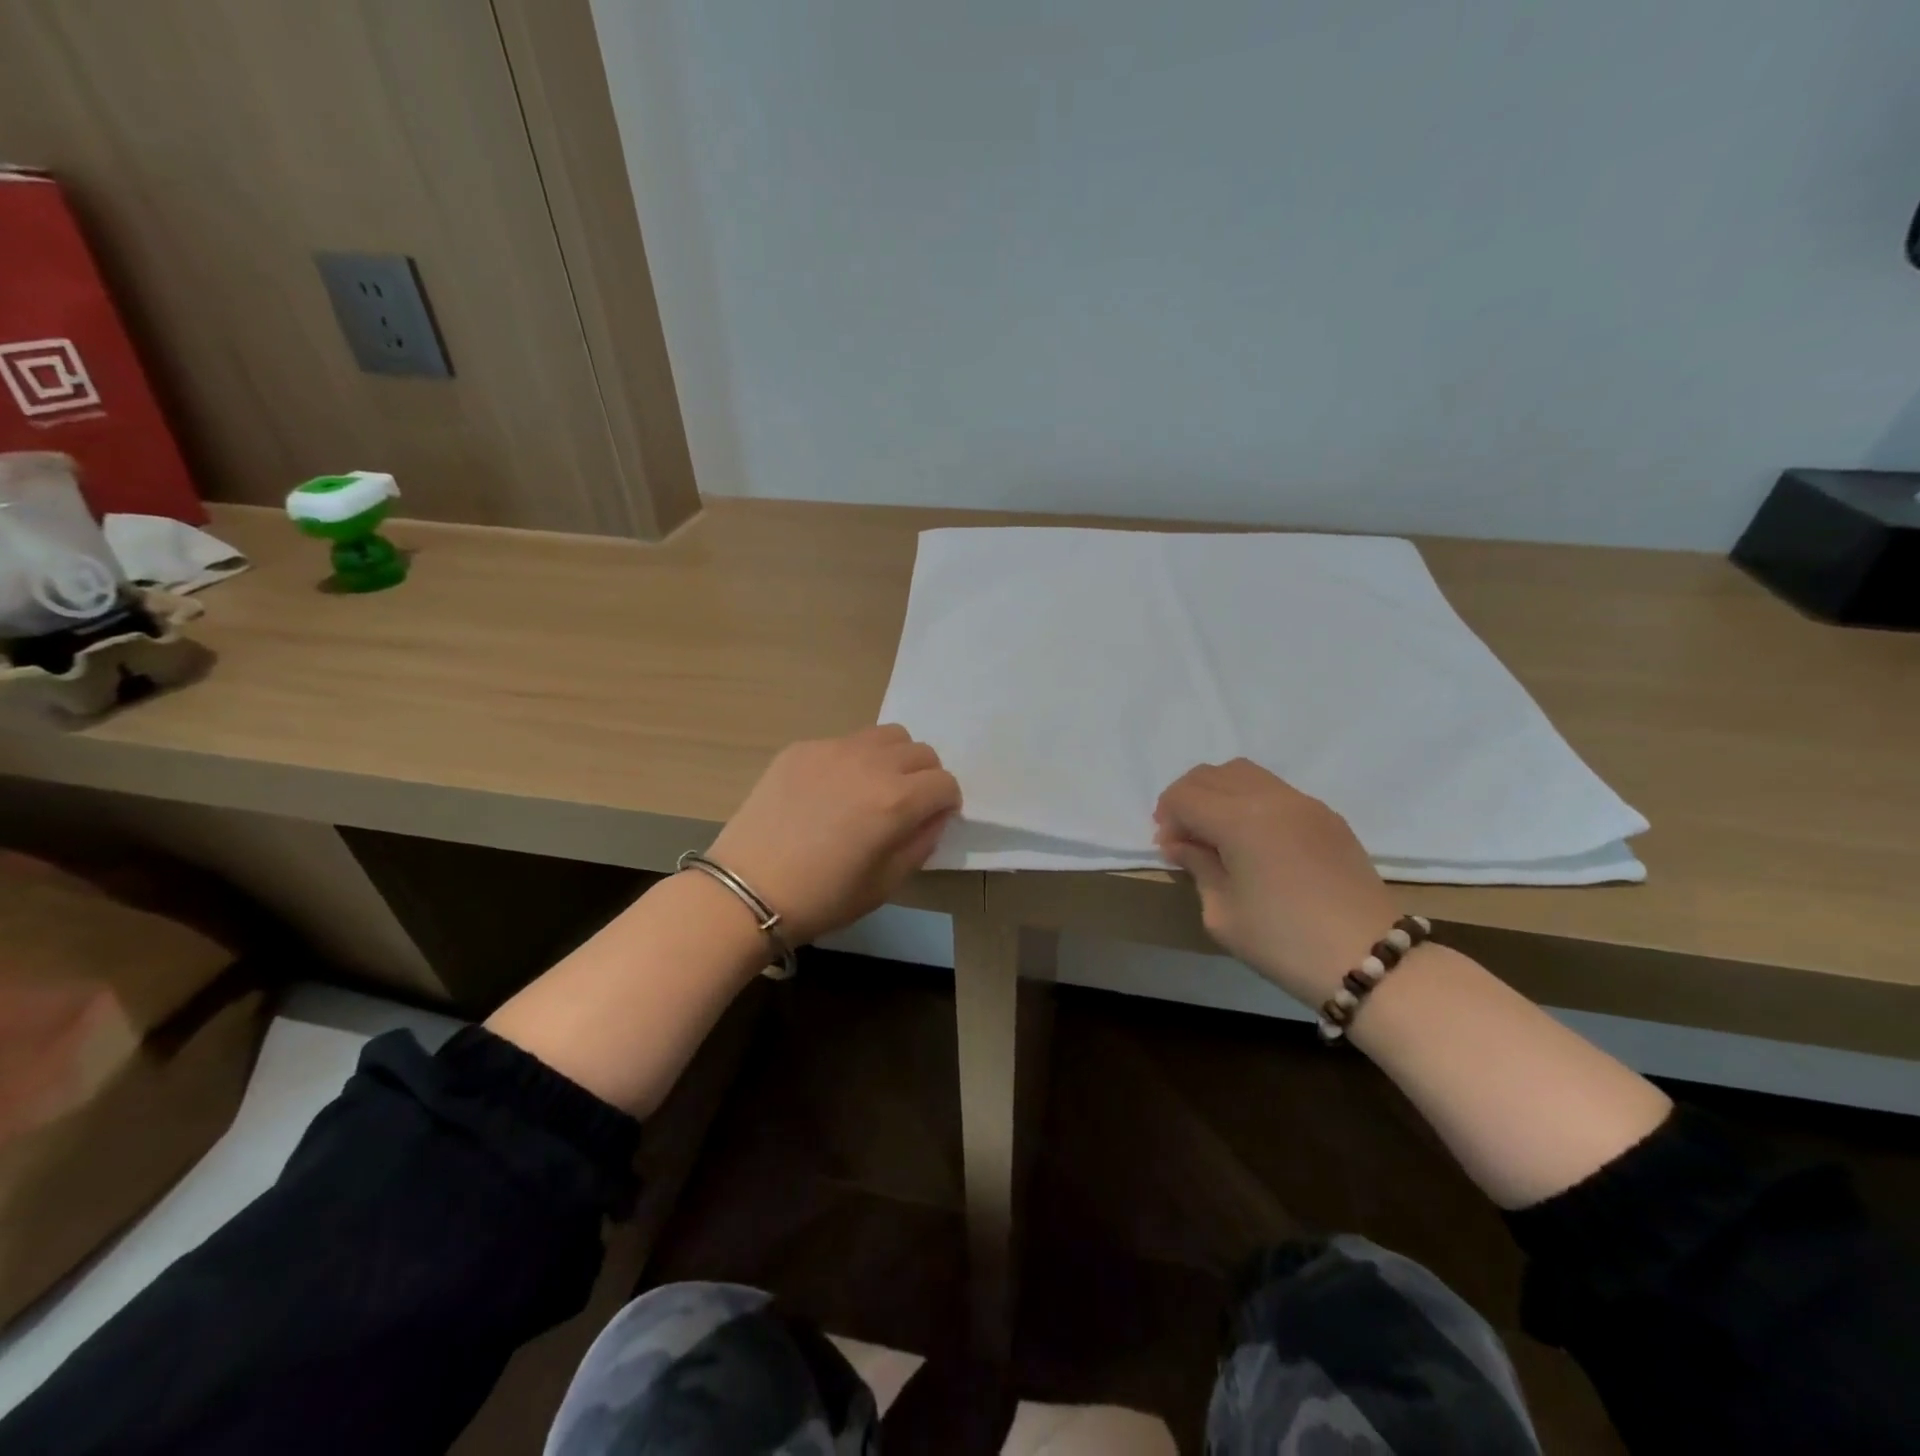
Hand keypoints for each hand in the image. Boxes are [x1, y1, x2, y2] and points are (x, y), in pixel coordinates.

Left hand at [704, 725, 961, 943]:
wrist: (746, 891)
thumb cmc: (822, 898)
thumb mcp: (885, 884)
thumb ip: (921, 843)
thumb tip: (934, 817)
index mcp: (896, 800)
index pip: (945, 783)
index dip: (946, 803)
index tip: (932, 820)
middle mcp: (870, 764)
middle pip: (921, 751)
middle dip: (925, 777)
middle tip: (906, 805)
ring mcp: (832, 750)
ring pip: (885, 736)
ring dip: (893, 758)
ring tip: (873, 788)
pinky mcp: (801, 749)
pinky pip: (844, 742)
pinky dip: (853, 759)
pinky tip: (830, 791)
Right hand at [1154, 759, 1397, 1005]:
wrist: (1370, 960)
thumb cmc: (1283, 942)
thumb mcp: (1222, 913)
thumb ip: (1197, 867)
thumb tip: (1180, 844)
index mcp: (1239, 820)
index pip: (1185, 796)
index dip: (1167, 817)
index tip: (1168, 848)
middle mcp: (1271, 798)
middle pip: (1211, 775)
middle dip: (1187, 799)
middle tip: (1183, 836)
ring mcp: (1304, 803)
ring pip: (1244, 773)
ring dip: (1218, 793)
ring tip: (1215, 831)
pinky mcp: (1327, 816)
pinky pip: (1274, 790)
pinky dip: (1249, 800)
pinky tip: (1252, 838)